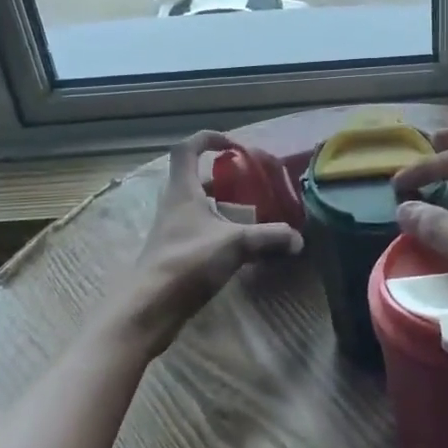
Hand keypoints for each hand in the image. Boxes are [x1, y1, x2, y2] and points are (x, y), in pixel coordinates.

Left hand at [125, 131, 303, 352]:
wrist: (150, 308)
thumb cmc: (188, 262)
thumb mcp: (236, 244)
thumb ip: (269, 237)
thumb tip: (298, 238)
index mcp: (183, 190)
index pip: (188, 149)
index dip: (209, 139)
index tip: (234, 145)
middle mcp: (174, 205)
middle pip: (195, 178)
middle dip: (223, 176)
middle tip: (250, 182)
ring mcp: (172, 230)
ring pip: (198, 206)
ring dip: (222, 204)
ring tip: (251, 213)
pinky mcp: (174, 253)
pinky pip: (199, 230)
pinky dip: (220, 229)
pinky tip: (241, 245)